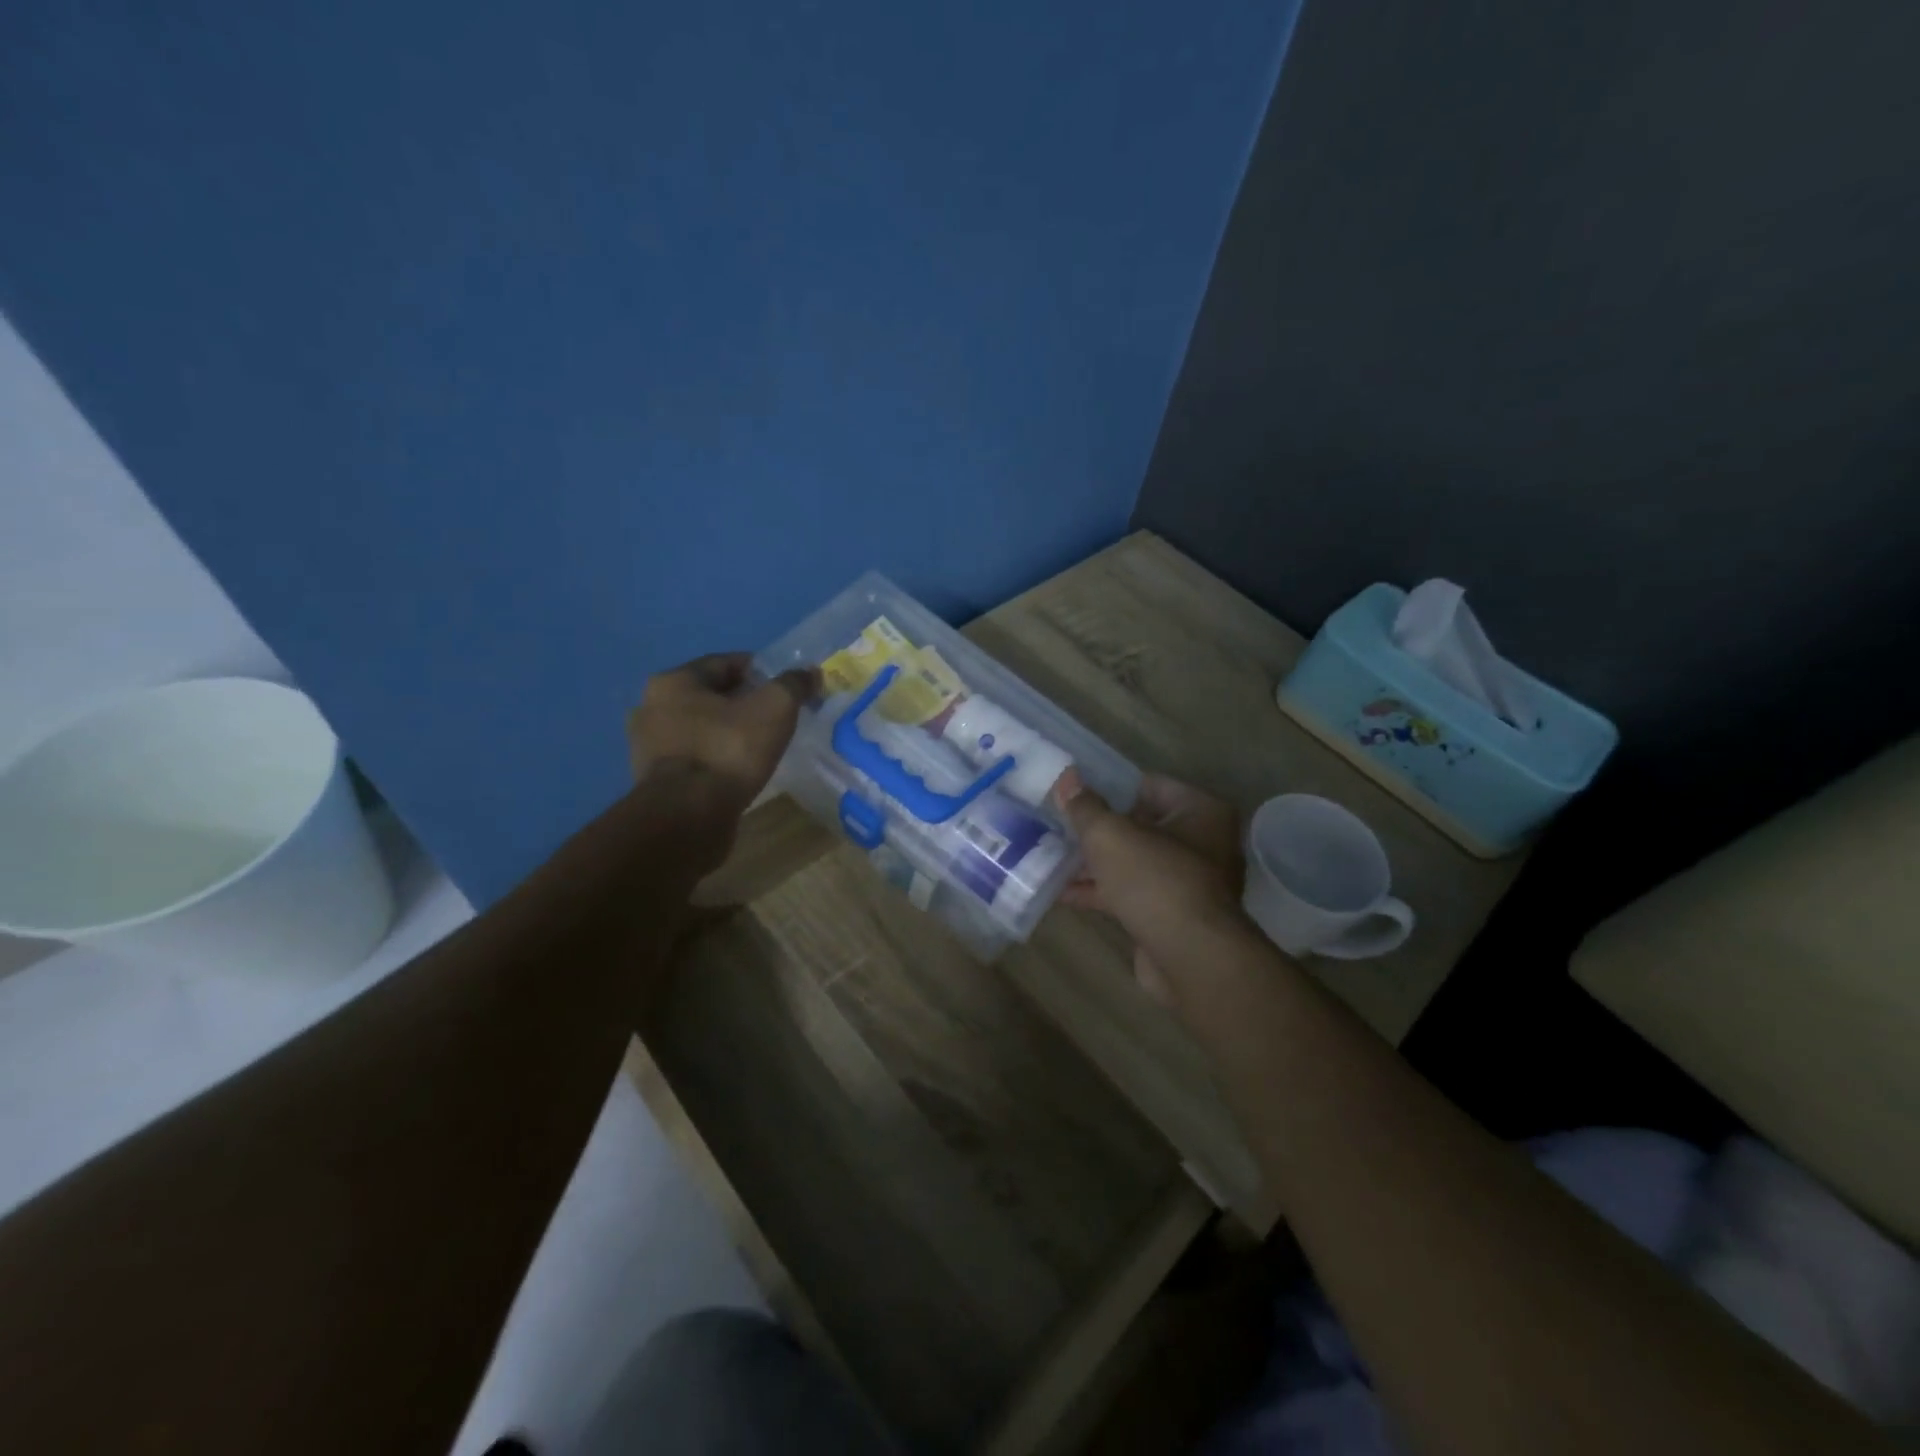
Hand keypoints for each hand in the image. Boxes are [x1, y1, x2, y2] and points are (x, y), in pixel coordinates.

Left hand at [627, 653, 818, 810]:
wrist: (688, 816)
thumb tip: (811, 673)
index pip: (725, 663)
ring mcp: (649, 746)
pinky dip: (716, 757)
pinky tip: (739, 770)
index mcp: (673, 681)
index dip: (761, 671)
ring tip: (760, 746)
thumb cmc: (728, 750)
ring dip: (728, 732)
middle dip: (744, 703)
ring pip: (701, 728)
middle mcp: (652, 707)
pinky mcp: (655, 779)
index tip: (786, 688)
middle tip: (776, 717)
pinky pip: (695, 757)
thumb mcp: (774, 708)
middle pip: (711, 696)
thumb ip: (793, 685)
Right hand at [1053, 770, 1248, 1003]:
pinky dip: (1101, 892)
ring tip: (1050, 855)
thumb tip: (1067, 779)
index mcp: (1201, 811)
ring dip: (1094, 863)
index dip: (1109, 787)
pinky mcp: (1172, 917)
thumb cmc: (1155, 879)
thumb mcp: (1109, 834)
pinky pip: (1131, 894)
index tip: (1073, 792)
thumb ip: (1085, 806)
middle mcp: (1204, 843)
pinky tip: (1061, 892)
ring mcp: (1189, 884)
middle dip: (1098, 829)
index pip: (1149, 785)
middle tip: (1057, 823)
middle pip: (1140, 826)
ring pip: (1133, 863)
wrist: (1190, 958)